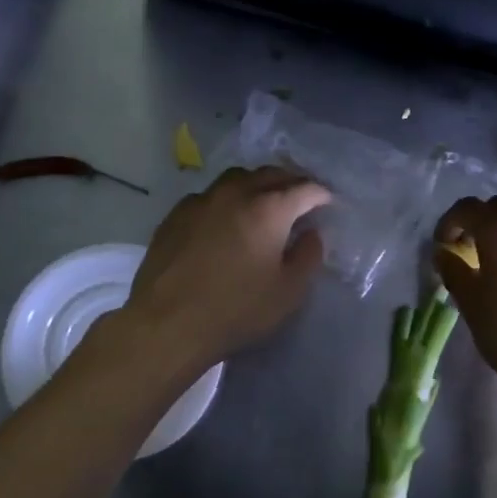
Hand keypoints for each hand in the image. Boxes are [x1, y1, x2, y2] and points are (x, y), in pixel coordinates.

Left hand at [120, 166, 330, 377]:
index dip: (322, 194)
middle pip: (270, 174)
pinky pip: (209, 196)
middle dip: (291, 182)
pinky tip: (225, 220)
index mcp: (269, 208)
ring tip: (264, 202)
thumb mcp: (288, 292)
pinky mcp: (175, 214)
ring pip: (237, 178)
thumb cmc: (236, 310)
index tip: (329, 203)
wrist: (167, 323)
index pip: (305, 188)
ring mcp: (201, 200)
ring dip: (257, 185)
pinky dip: (227, 200)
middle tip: (301, 198)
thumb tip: (312, 234)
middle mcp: (235, 193)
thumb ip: (308, 257)